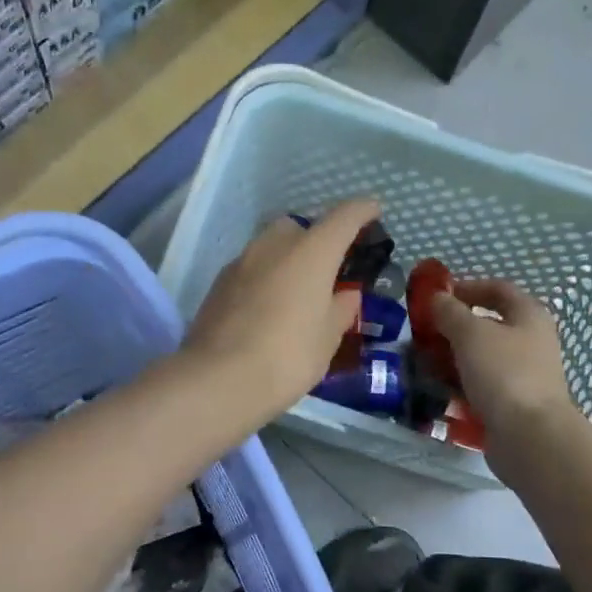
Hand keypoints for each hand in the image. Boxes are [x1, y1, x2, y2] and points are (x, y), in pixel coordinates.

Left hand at [183, 199, 378, 427]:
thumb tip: (345, 295)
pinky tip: (267, 309)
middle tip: (327, 269)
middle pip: (299, 227)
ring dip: (286, 260)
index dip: (362, 211)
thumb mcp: (328, 338)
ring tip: (296, 294)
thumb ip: (341, 309)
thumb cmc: (288, 356)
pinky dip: (264, 279)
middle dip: (315, 239)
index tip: (374, 211)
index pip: (344, 217)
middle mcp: (274, 245)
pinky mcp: (218, 284)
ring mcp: (240, 262)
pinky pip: (250, 270)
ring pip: (269, 247)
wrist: (219, 379)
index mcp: (311, 252)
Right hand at [430, 279, 580, 449]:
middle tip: (424, 333)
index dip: (467, 287)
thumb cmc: (503, 373)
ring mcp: (524, 374)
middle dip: (454, 327)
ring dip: (454, 357)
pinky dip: (461, 384)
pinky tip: (440, 390)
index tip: (436, 297)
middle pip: (489, 325)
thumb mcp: (470, 334)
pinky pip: (482, 386)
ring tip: (425, 363)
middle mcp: (531, 341)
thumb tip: (437, 298)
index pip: (497, 289)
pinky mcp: (513, 403)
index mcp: (529, 316)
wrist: (529, 435)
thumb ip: (450, 312)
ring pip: (482, 358)